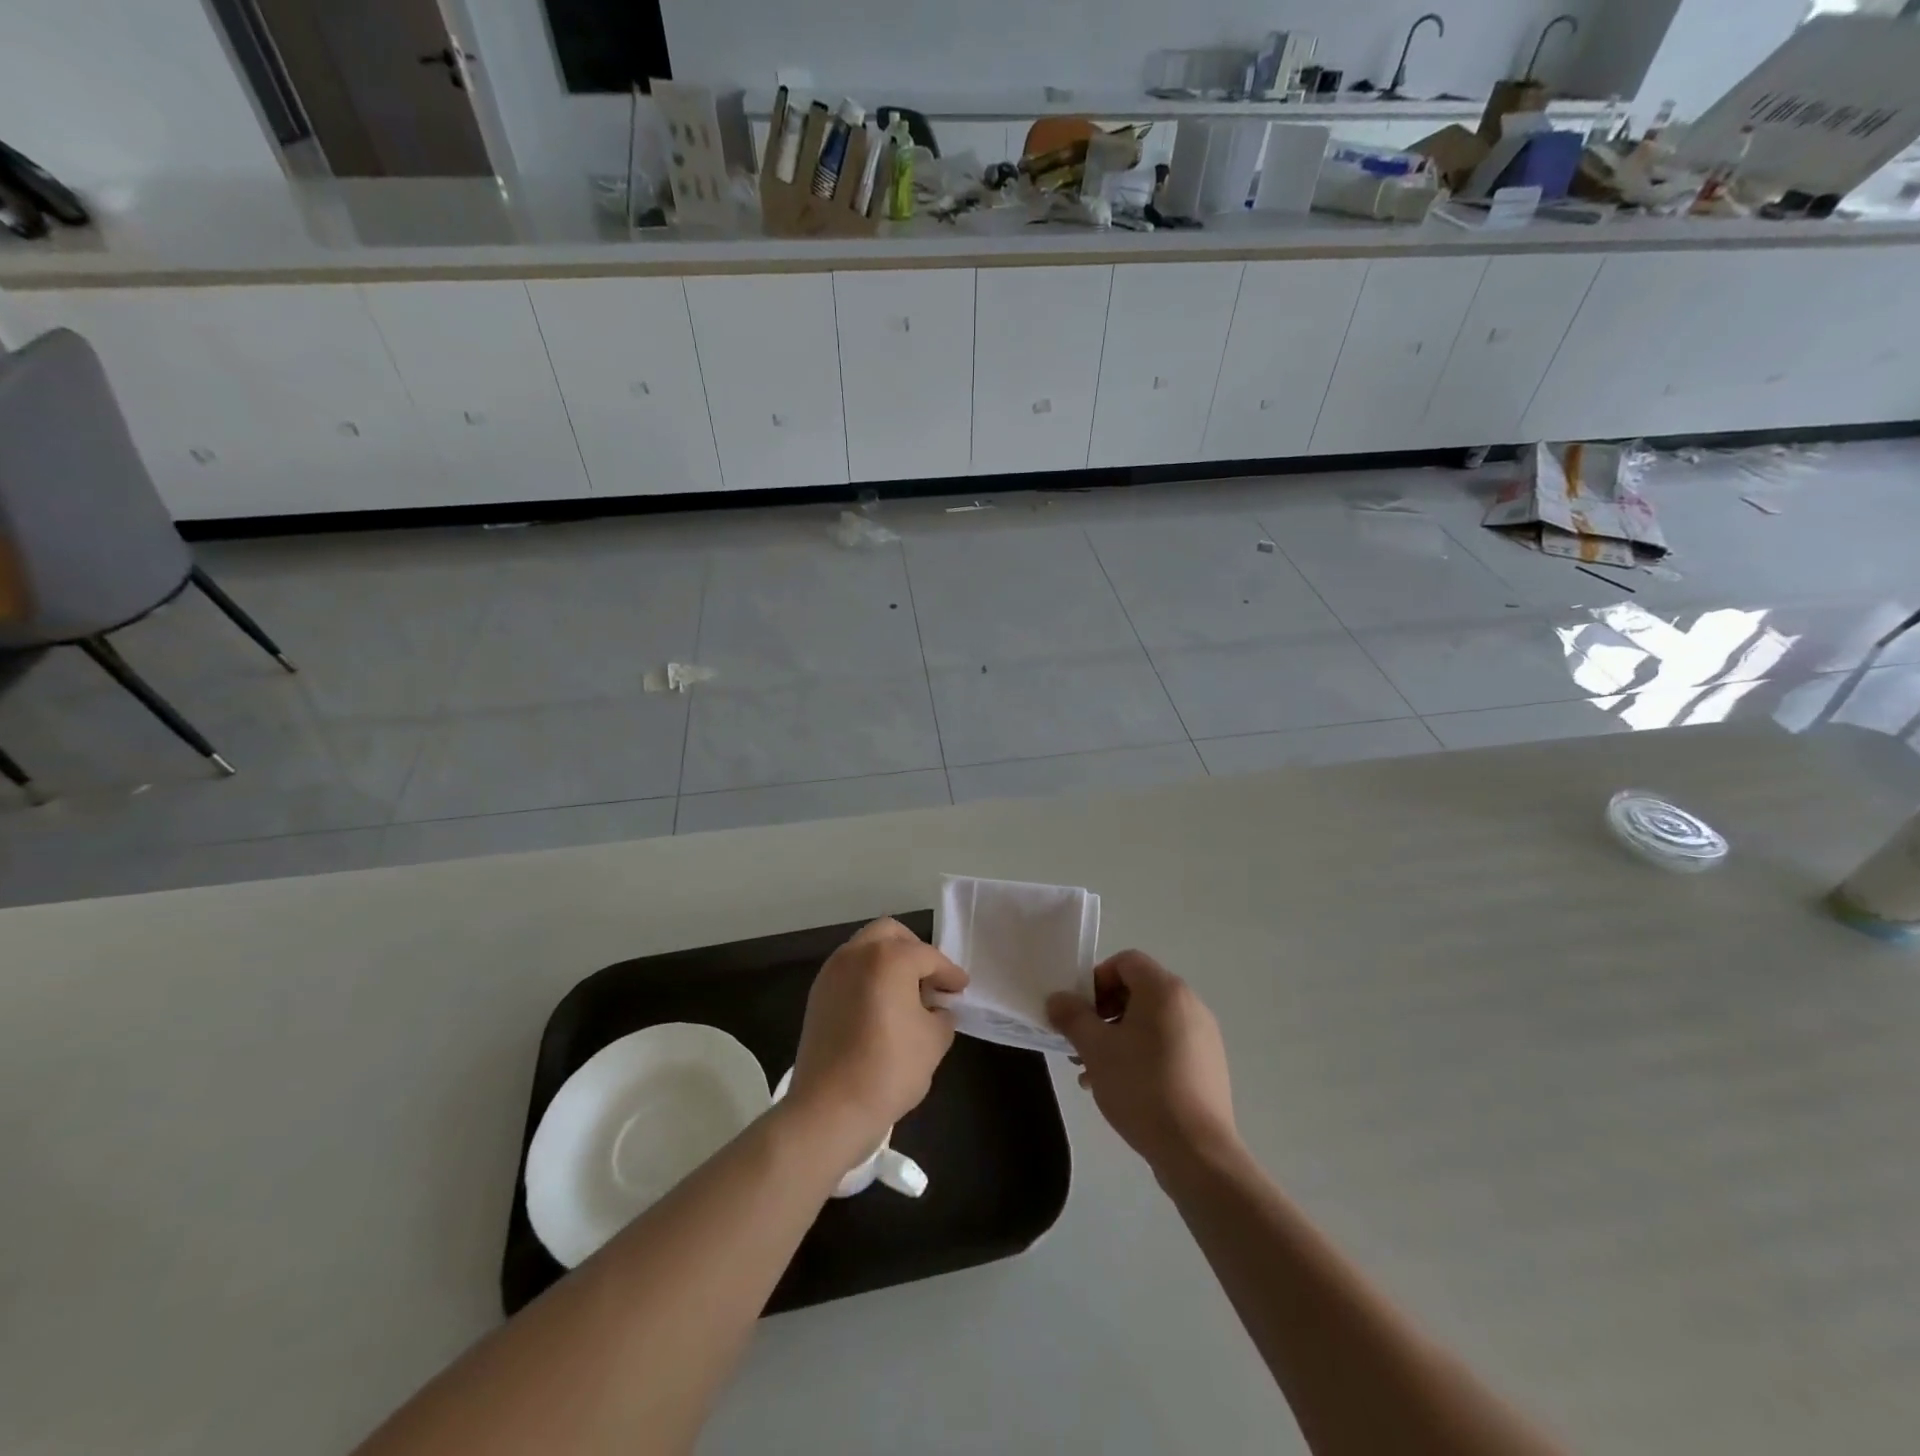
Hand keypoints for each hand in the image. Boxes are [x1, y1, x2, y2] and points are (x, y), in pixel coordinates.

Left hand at [788, 918, 967, 1159]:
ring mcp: (831, 973)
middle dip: (914, 950)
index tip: (961, 987)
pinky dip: (869, 977)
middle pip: (890, 934)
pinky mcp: (817, 995)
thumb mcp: (934, 1041)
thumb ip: (942, 1015)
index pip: (928, 956)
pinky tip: (882, 1006)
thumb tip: (937, 1008)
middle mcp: (856, 954)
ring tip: (907, 994)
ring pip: (866, 949)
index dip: (949, 973)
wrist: (829, 1108)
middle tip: (931, 978)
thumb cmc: (889, 1069)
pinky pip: (850, 971)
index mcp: (889, 957)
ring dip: (889, 961)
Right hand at [1047, 950, 1237, 1175]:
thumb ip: (1072, 1017)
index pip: (1126, 962)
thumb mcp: (1096, 1049)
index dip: (1097, 979)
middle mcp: (1189, 1004)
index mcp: (1165, 990)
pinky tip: (1121, 1088)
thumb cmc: (1142, 1087)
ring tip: (1093, 1071)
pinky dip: (1141, 1054)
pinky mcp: (1208, 1065)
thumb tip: (1057, 999)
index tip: (1080, 1011)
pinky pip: (1167, 1044)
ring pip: (1150, 1022)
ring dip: (1118, 1037)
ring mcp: (1203, 1036)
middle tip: (1082, 1042)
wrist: (1196, 1152)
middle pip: (1138, 991)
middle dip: (1103, 1012)